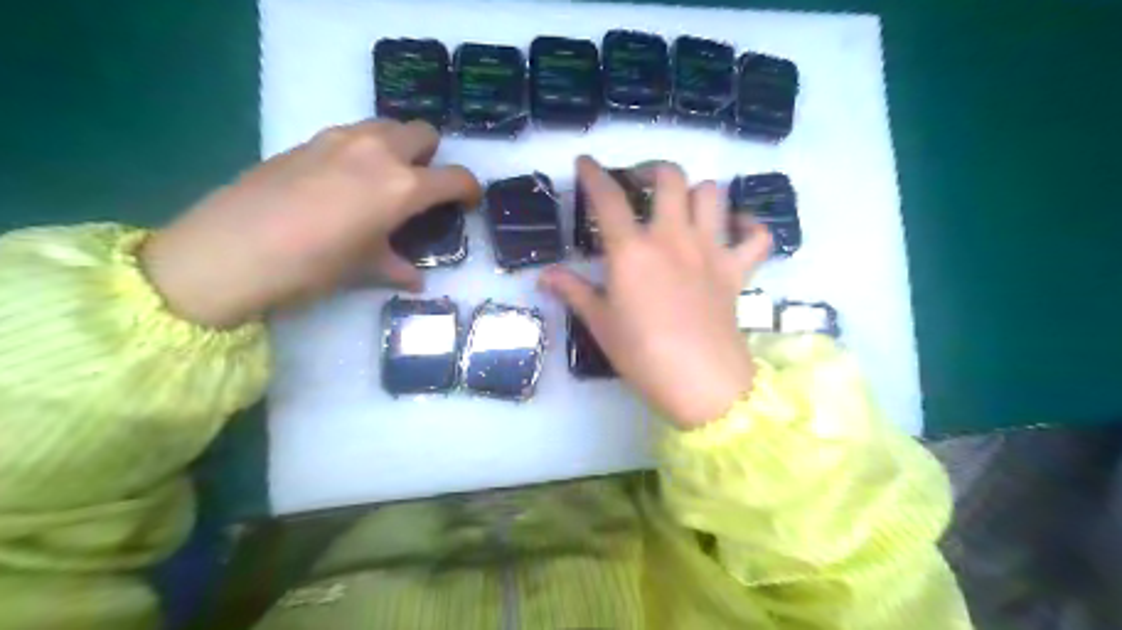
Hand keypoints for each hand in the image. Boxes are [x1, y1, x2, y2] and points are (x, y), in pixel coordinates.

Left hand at [143, 119, 479, 326]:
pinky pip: (352, 133)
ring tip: (384, 180)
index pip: (455, 178)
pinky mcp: (308, 140)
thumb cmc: (312, 266)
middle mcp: (378, 152)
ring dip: (398, 146)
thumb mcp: (364, 269)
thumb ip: (397, 267)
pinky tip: (344, 182)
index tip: (468, 201)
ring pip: (387, 125)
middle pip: (423, 132)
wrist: (230, 250)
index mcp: (402, 187)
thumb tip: (415, 278)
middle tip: (422, 185)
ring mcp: (340, 139)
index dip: (469, 189)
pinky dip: (363, 149)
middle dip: (432, 156)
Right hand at [540, 156, 772, 427]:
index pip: (609, 199)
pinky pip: (757, 235)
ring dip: (696, 192)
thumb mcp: (600, 324)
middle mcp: (673, 238)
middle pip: (670, 178)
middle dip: (652, 170)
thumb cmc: (642, 354)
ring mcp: (711, 250)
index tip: (585, 163)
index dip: (594, 175)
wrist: (700, 382)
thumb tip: (545, 276)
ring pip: (712, 194)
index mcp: (632, 251)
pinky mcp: (737, 270)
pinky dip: (748, 226)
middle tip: (639, 184)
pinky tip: (734, 230)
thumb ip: (574, 292)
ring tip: (682, 206)